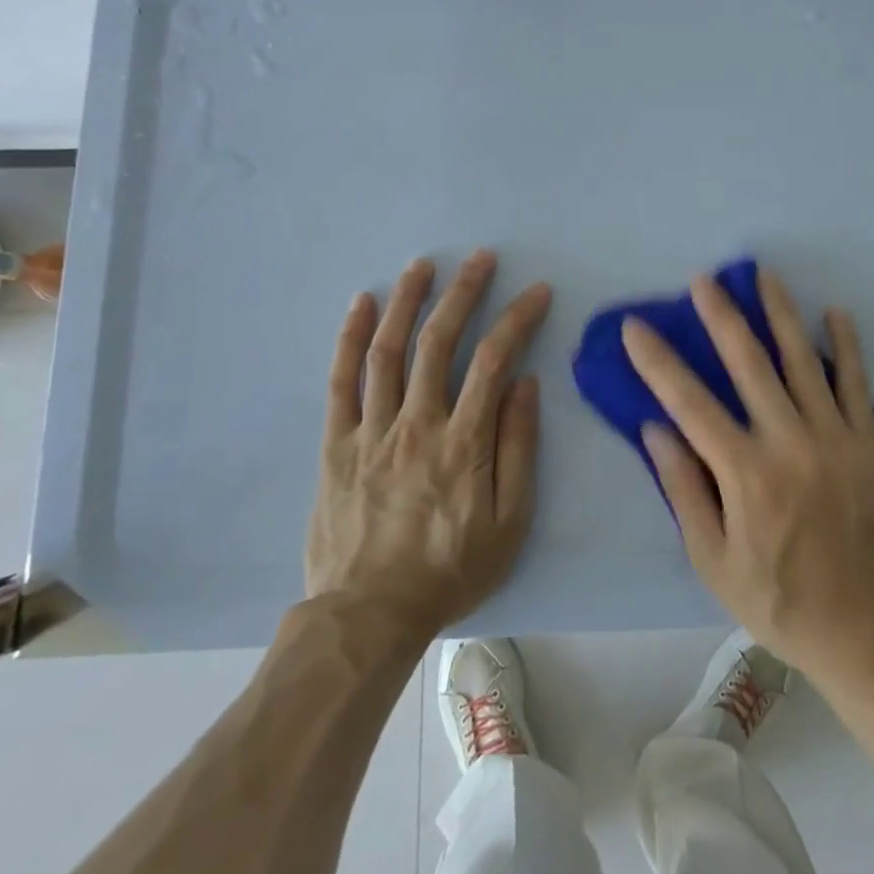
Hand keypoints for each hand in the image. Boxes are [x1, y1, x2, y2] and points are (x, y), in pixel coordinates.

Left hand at [306, 250, 552, 638]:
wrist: (368, 615)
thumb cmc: (450, 570)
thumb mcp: (509, 521)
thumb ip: (518, 448)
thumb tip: (525, 384)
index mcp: (463, 441)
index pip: (495, 360)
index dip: (518, 318)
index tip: (537, 291)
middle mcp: (417, 423)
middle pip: (440, 342)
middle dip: (463, 292)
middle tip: (480, 258)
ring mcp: (372, 430)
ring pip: (389, 351)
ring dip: (407, 302)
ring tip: (422, 265)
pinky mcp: (337, 444)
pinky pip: (342, 382)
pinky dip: (351, 339)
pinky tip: (361, 304)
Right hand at [621, 267, 873, 679]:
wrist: (861, 628)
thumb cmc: (775, 599)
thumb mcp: (712, 561)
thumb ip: (684, 490)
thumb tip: (655, 428)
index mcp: (746, 474)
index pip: (690, 403)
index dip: (658, 362)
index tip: (636, 327)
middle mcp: (790, 444)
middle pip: (750, 365)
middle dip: (722, 317)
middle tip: (703, 280)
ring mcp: (835, 439)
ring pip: (803, 361)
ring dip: (780, 314)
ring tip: (763, 275)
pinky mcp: (869, 444)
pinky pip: (857, 384)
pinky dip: (847, 346)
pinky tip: (835, 313)